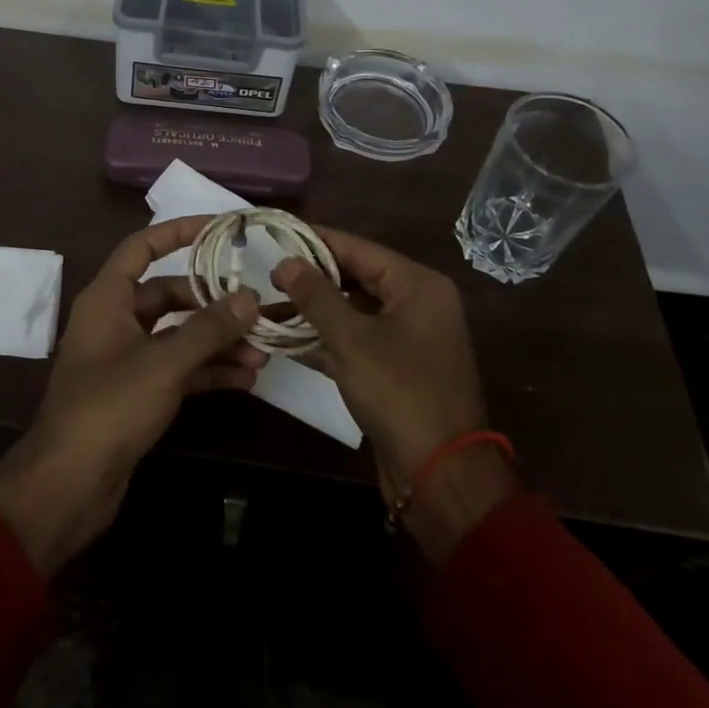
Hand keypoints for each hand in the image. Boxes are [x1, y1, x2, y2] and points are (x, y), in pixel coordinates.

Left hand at [0, 215, 265, 575]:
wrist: (70, 483)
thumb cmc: (109, 407)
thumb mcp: (163, 363)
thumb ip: (208, 329)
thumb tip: (250, 297)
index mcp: (107, 299)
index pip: (142, 248)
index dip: (178, 232)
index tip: (218, 228)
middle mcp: (115, 320)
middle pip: (169, 295)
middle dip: (212, 303)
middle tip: (256, 309)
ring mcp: (126, 358)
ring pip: (178, 335)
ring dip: (217, 341)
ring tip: (262, 352)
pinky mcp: (137, 392)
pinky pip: (178, 368)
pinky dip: (207, 370)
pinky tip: (245, 378)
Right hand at [272, 229, 514, 561]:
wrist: (440, 474)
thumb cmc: (399, 393)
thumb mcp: (351, 339)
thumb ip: (316, 296)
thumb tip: (285, 262)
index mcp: (417, 286)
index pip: (358, 248)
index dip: (315, 240)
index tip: (276, 233)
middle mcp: (418, 303)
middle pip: (356, 277)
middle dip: (312, 278)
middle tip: (268, 273)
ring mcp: (409, 337)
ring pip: (354, 309)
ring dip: (315, 310)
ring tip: (270, 304)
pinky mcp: (397, 367)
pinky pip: (357, 338)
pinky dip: (327, 338)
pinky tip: (288, 339)